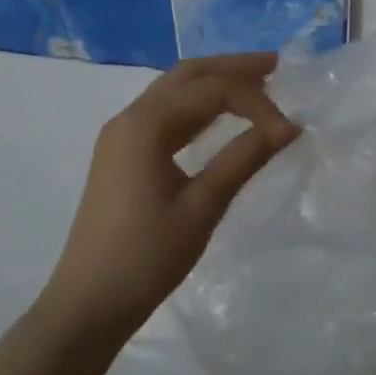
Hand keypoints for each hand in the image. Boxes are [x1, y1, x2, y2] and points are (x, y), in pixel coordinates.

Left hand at [44, 52, 300, 342]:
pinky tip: (220, 115)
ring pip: (175, 90)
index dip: (255, 102)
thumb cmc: (145, 258)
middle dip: (232, 67)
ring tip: (256, 82)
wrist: (86, 308)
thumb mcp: (202, 207)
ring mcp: (122, 135)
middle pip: (188, 74)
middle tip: (275, 65)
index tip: (287, 130)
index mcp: (145, 124)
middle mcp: (130, 117)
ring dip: (215, 82)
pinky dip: (198, 105)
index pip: (212, 91)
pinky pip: (165, 112)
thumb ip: (244, 158)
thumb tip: (289, 127)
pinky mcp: (122, 154)